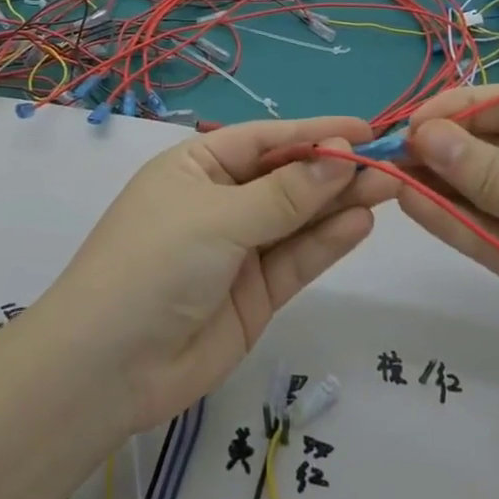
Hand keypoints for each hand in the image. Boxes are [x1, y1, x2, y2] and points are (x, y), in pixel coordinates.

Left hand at [46, 116, 394, 431]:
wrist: (109, 368)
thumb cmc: (154, 264)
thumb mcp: (218, 218)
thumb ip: (285, 194)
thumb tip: (343, 155)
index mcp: (196, 169)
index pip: (264, 141)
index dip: (314, 133)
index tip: (364, 130)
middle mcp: (219, 204)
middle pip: (286, 179)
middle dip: (333, 170)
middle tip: (389, 163)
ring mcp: (239, 251)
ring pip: (298, 220)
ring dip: (339, 204)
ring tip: (387, 188)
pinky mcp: (255, 295)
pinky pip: (296, 260)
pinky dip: (326, 242)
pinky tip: (359, 223)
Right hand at [398, 86, 498, 423]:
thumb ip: (487, 171)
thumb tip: (424, 135)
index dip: (461, 109)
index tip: (411, 122)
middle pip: (492, 146)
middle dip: (443, 147)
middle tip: (389, 152)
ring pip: (481, 190)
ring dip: (438, 183)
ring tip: (387, 175)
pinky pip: (483, 231)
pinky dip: (449, 219)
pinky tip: (410, 204)